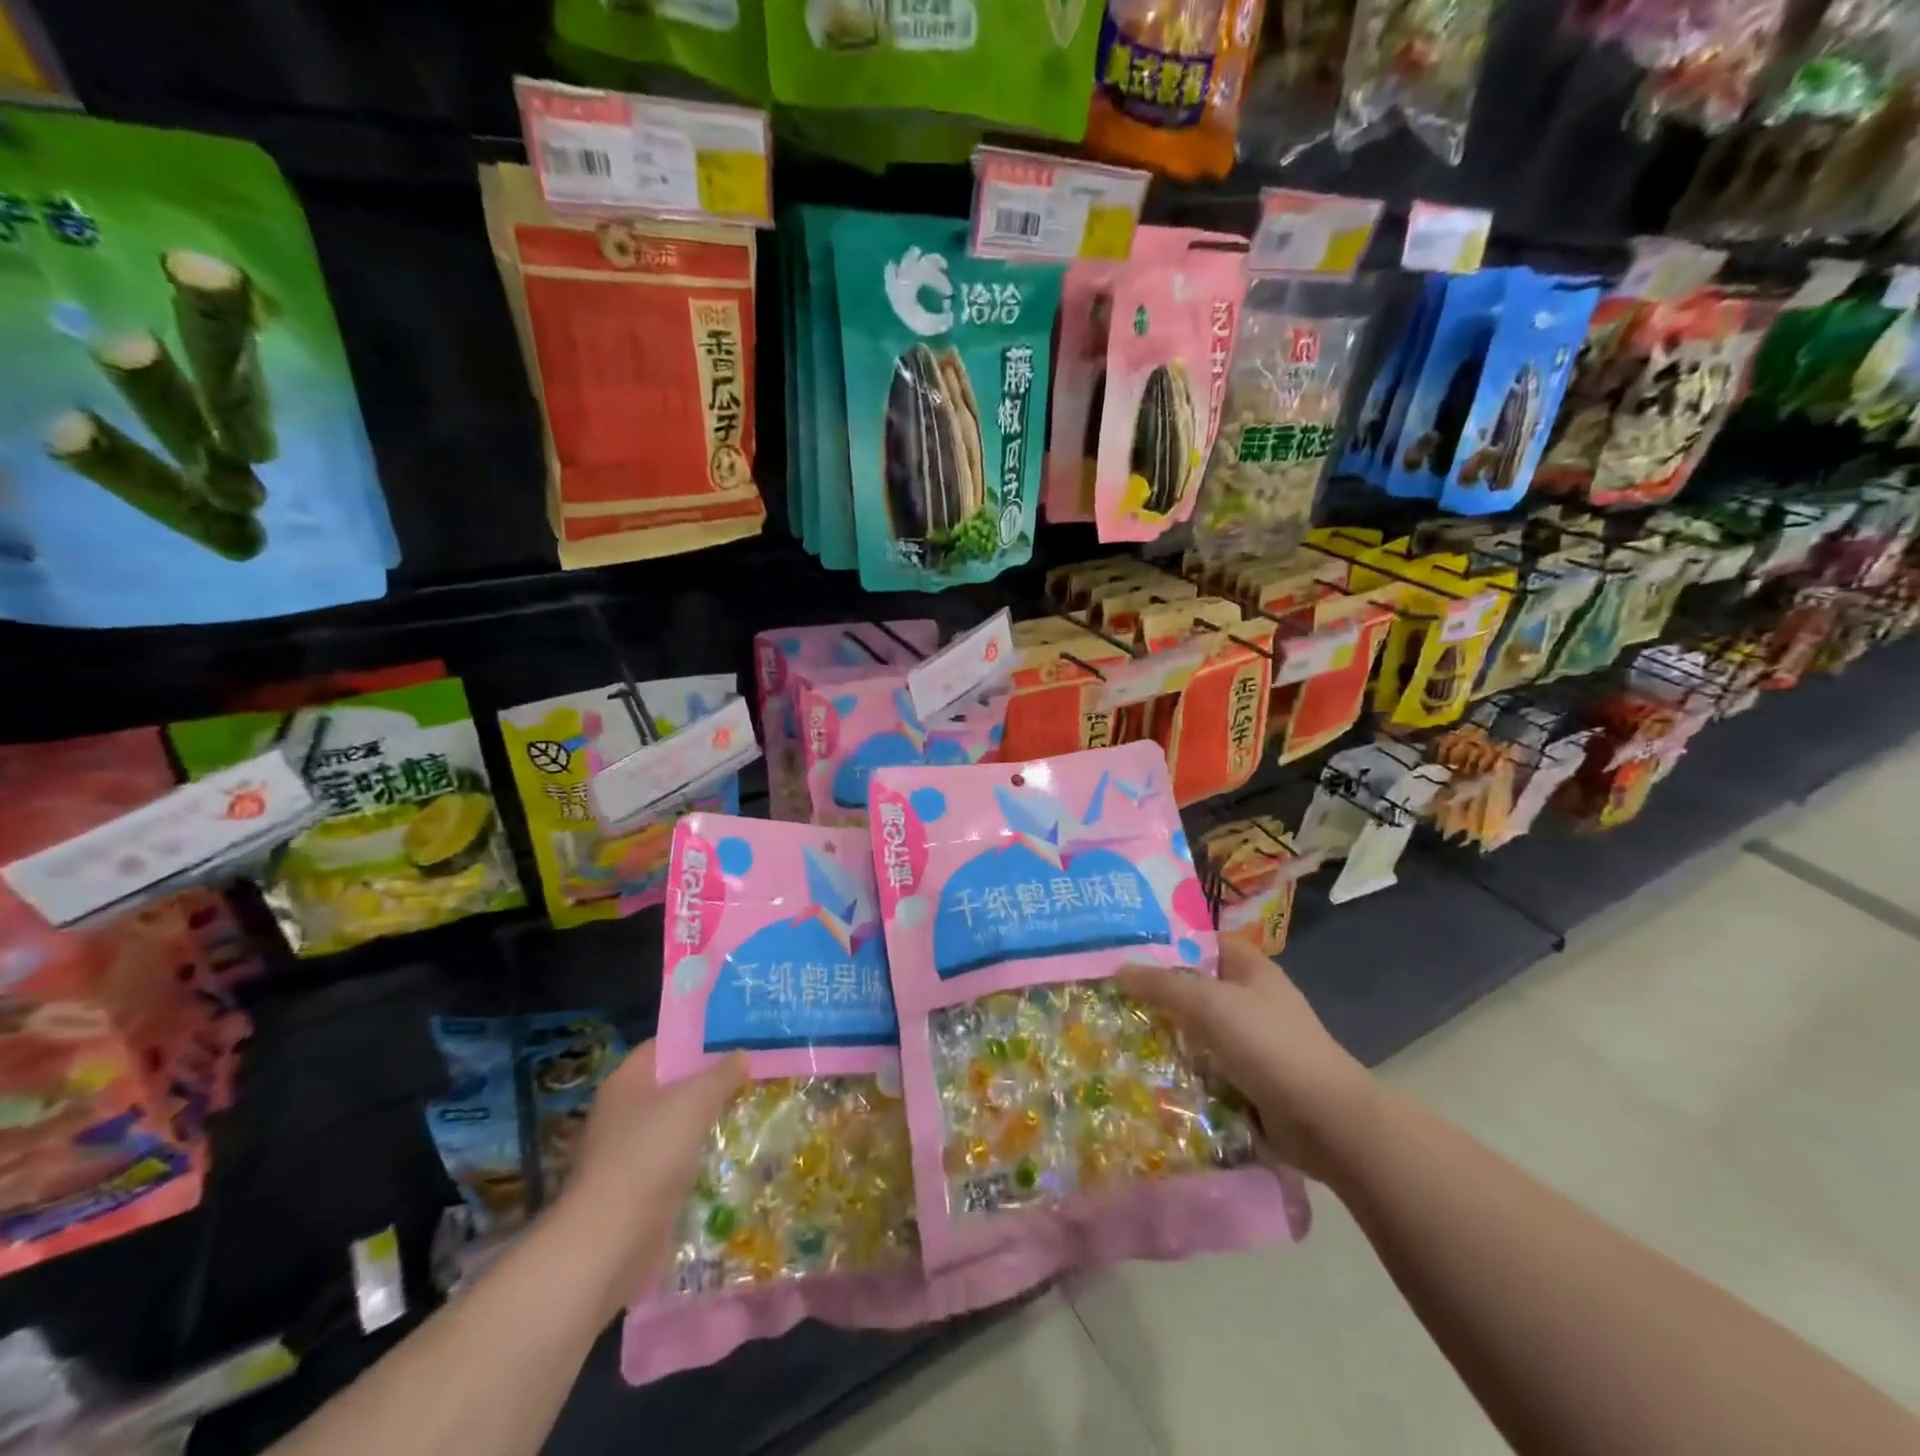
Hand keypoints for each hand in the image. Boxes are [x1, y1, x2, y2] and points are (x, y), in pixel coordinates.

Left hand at [551, 1041, 745, 1317]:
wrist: (608, 1243)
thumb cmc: (648, 1154)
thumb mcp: (694, 1101)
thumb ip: (722, 1074)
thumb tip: (742, 1055)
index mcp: (626, 1081)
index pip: (665, 1045)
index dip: (699, 1038)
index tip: (737, 1036)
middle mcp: (623, 1111)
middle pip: (672, 1084)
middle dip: (710, 1080)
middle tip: (753, 1071)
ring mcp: (628, 1153)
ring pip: (676, 1124)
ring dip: (707, 1120)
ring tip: (751, 1108)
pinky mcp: (637, 1190)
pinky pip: (675, 1160)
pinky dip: (699, 1156)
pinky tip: (731, 1153)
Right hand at [1119, 941, 1376, 1180]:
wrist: (1325, 1121)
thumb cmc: (1270, 1046)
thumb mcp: (1210, 1004)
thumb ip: (1163, 984)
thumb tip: (1119, 968)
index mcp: (1251, 968)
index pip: (1202, 942)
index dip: (1167, 942)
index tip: (1126, 949)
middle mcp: (1251, 999)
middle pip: (1196, 987)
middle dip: (1158, 993)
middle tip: (1112, 995)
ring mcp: (1252, 1042)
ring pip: (1198, 1030)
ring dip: (1167, 1035)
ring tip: (1118, 1034)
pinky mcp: (1249, 1079)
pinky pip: (1206, 1066)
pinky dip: (1183, 1070)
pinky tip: (1148, 1073)